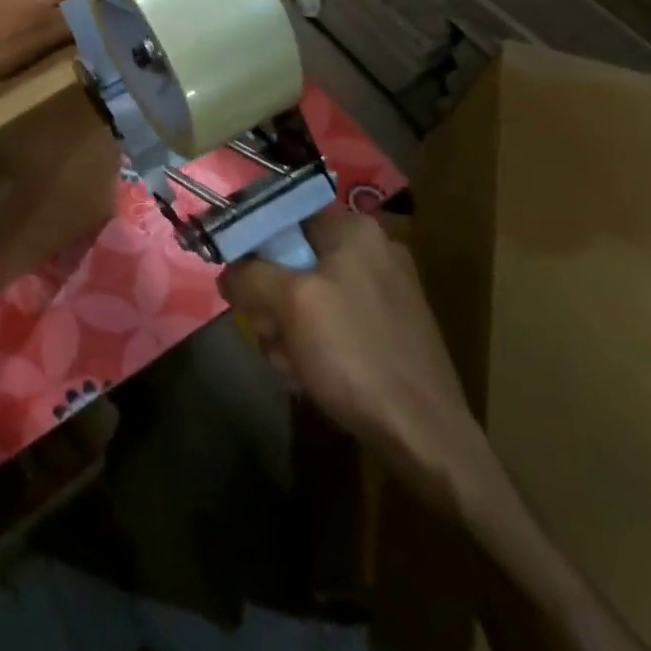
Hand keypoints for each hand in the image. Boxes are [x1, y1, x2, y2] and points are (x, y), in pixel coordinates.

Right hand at [219, 207, 496, 519]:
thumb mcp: (289, 303)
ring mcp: (383, 291)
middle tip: (271, 333)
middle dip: (271, 302)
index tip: (241, 284)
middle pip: (291, 260)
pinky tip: (313, 375)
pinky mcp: (388, 328)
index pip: (282, 217)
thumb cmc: (354, 354)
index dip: (252, 247)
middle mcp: (372, 251)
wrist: (423, 433)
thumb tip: (228, 274)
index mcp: (354, 231)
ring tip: (294, 364)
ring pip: (306, 296)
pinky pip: (331, 322)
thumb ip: (249, 275)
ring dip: (287, 330)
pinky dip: (313, 345)